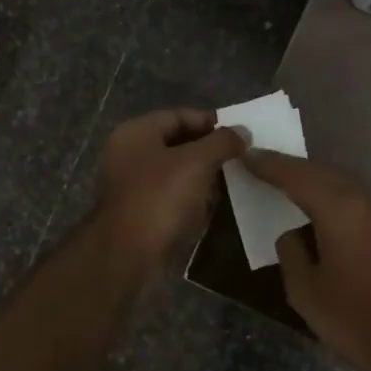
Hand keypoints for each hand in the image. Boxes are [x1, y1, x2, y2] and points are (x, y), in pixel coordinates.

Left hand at [96, 108, 246, 268]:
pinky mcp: (137, 211)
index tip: (237, 136)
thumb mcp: (197, 163)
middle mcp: (128, 154)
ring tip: (228, 183)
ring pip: (173, 171)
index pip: (178, 115)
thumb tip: (242, 131)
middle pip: (175, 143)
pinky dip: (189, 197)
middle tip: (236, 159)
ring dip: (200, 176)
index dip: (209, 122)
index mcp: (135, 133)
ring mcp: (130, 184)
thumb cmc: (161, 198)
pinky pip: (168, 195)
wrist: (127, 254)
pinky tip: (209, 207)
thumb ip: (222, 142)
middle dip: (207, 151)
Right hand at [244, 149, 370, 370]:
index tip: (246, 155)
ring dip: (314, 183)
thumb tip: (292, 234)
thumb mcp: (307, 294)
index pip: (296, 176)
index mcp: (338, 210)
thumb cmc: (360, 320)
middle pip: (323, 173)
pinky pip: (356, 205)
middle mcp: (364, 203)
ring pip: (343, 187)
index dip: (269, 165)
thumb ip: (292, 255)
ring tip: (288, 188)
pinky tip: (322, 217)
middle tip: (264, 166)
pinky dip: (333, 201)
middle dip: (292, 168)